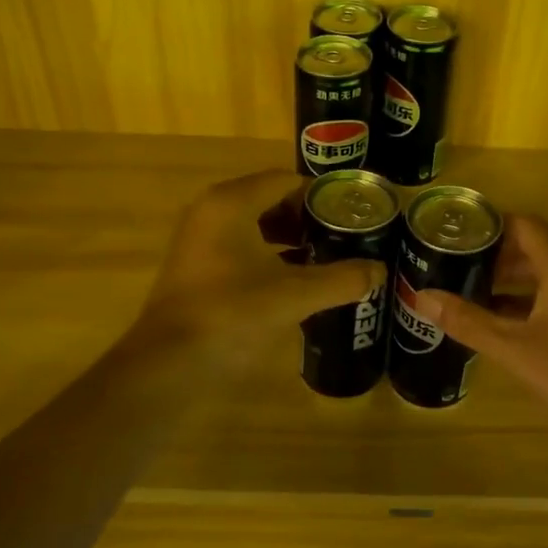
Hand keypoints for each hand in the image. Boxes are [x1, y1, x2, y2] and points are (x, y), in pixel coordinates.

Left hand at [129, 170, 385, 372]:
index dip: (322, 195)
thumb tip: (379, 270)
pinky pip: (241, 247)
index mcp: (232, 203)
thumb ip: (341, 279)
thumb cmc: (231, 315)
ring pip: (255, 226)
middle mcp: (211, 211)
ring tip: (328, 257)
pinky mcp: (196, 267)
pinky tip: (296, 280)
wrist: (168, 366)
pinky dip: (269, 256)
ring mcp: (199, 239)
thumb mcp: (294, 296)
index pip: (286, 181)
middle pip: (270, 200)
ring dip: (290, 238)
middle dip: (308, 218)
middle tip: (346, 236)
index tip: (353, 214)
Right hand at [421, 215, 547, 440]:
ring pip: (546, 268)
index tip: (450, 238)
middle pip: (532, 243)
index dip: (485, 228)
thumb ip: (467, 320)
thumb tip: (421, 298)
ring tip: (468, 289)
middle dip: (493, 254)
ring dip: (510, 276)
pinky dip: (529, 295)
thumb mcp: (514, 348)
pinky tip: (500, 317)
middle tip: (452, 265)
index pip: (520, 224)